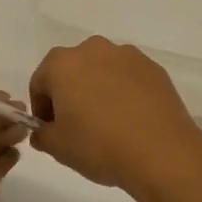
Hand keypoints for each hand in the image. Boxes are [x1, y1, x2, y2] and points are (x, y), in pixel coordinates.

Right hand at [27, 37, 201, 201]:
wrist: (161, 152)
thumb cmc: (99, 146)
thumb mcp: (58, 148)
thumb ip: (42, 135)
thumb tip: (42, 131)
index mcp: (63, 64)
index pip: (40, 82)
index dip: (41, 107)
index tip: (50, 130)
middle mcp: (93, 49)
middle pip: (71, 70)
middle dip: (69, 93)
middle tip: (76, 125)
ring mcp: (127, 55)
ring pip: (102, 70)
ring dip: (98, 89)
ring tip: (108, 123)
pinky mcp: (153, 68)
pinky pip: (128, 77)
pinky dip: (124, 92)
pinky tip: (131, 119)